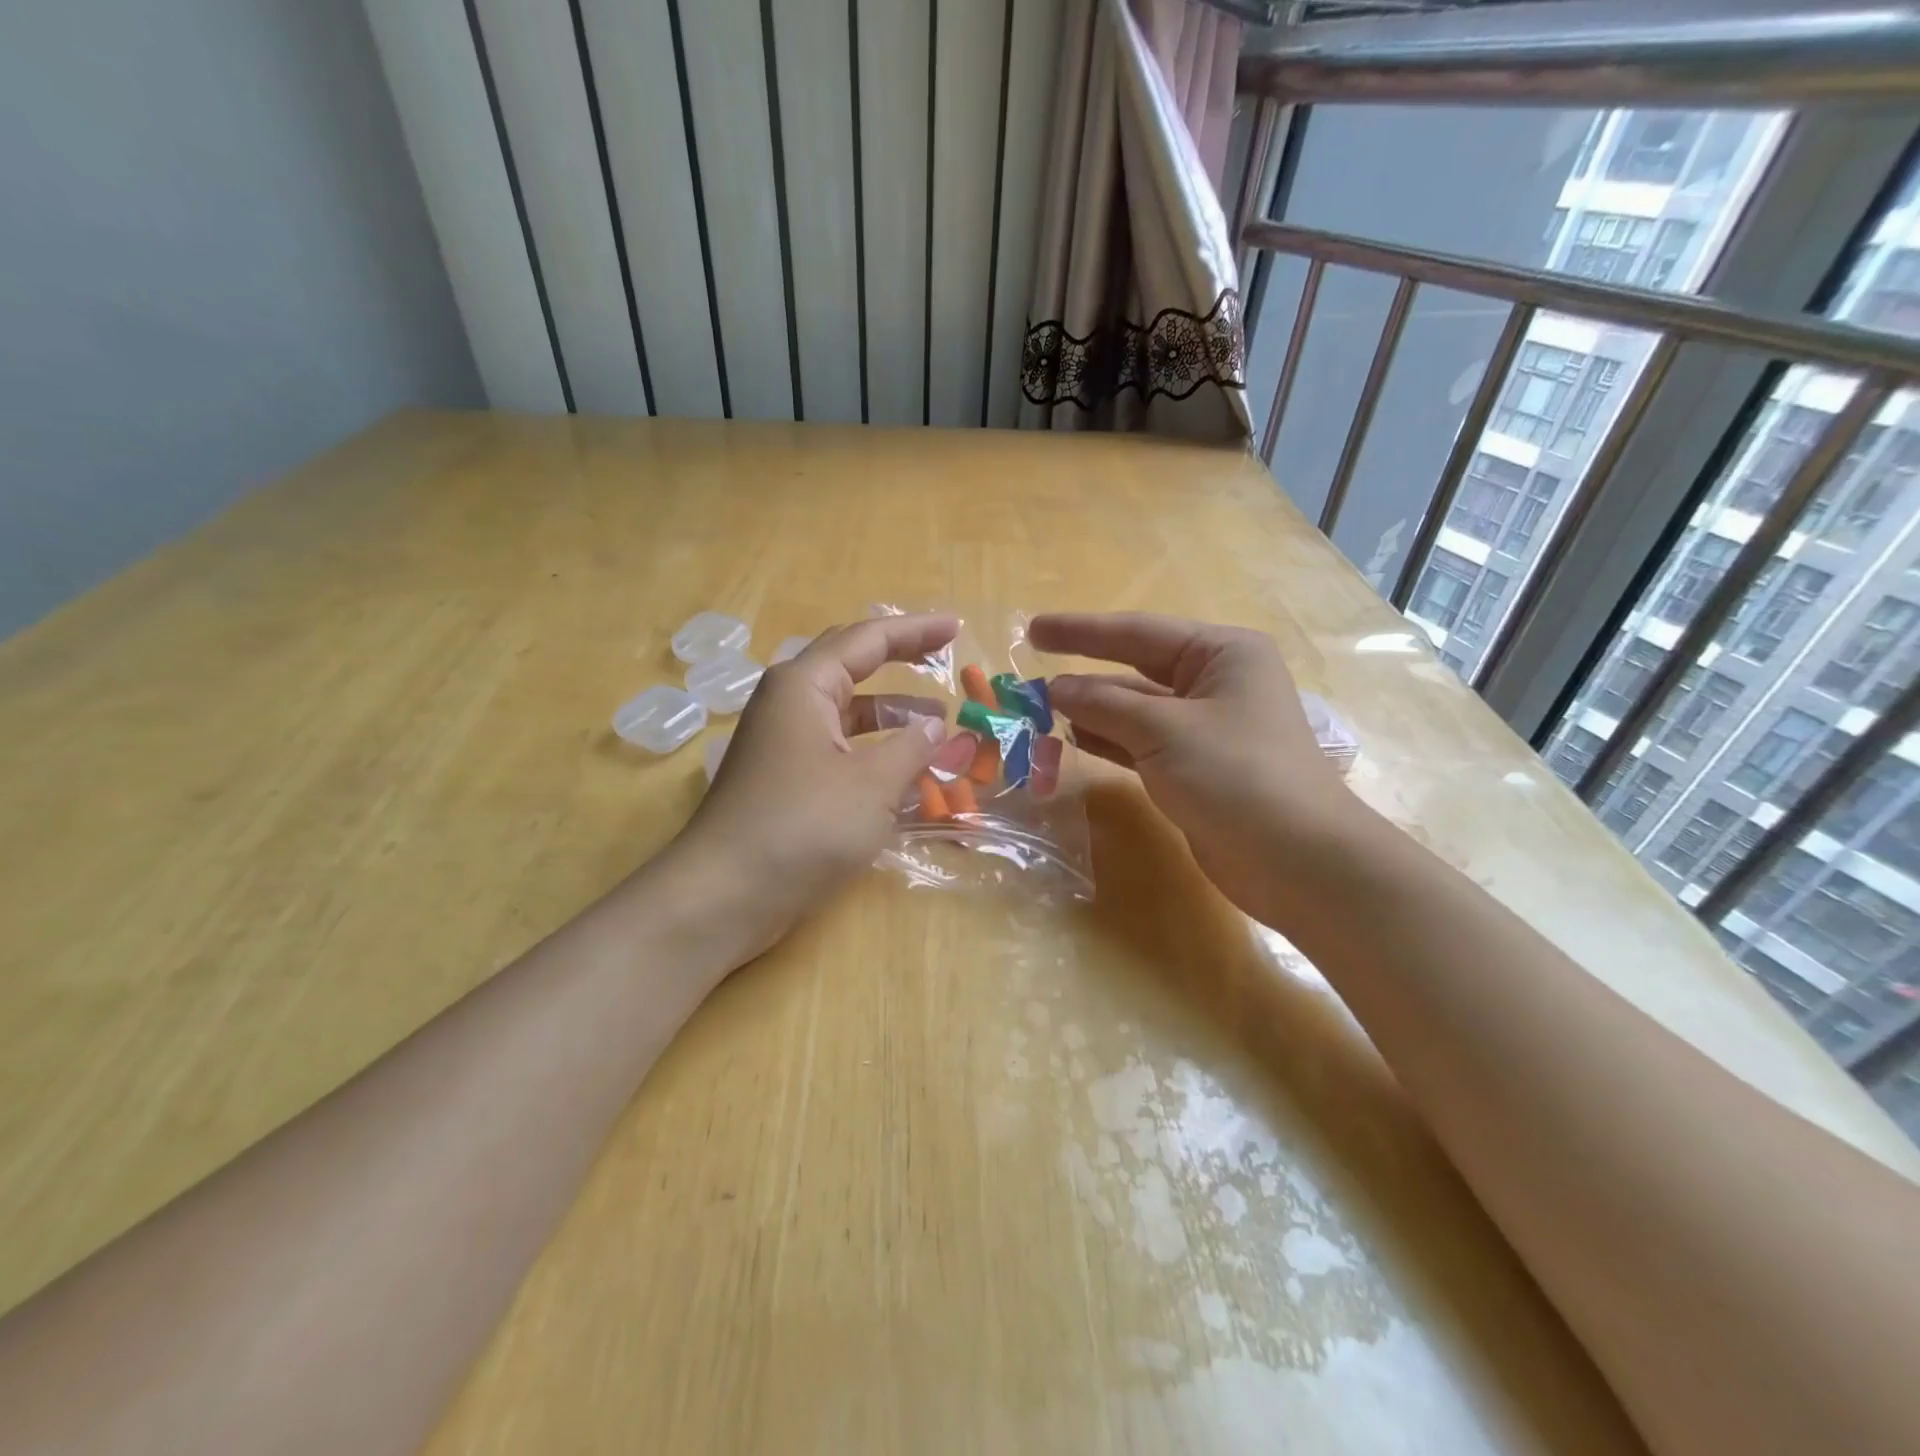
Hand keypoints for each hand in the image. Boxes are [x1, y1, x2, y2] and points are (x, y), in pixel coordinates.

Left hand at [668, 613, 955, 957]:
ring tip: (937, 726)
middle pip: (850, 665)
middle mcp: (789, 703)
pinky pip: (837, 748)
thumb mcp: (872, 784)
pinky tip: (903, 771)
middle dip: (899, 661)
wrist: (726, 894)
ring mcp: (782, 742)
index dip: (915, 631)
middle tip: (943, 659)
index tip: (956, 628)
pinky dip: (872, 750)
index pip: (867, 639)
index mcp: (804, 685)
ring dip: (890, 715)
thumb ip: (912, 748)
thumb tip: (935, 726)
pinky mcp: (783, 779)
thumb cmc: (803, 826)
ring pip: (846, 713)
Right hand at [1028, 612, 1359, 925]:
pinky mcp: (1196, 768)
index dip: (1081, 631)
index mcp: (1221, 653)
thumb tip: (1055, 688)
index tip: (1033, 630)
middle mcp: (1215, 682)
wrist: (1297, 862)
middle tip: (1028, 676)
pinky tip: (1073, 738)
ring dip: (1092, 710)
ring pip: (1136, 709)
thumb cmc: (1236, 775)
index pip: (1138, 632)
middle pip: (1136, 668)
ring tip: (1040, 710)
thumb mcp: (1164, 730)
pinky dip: (1109, 740)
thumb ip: (1104, 704)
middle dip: (1084, 674)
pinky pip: (1142, 743)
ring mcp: (1206, 728)